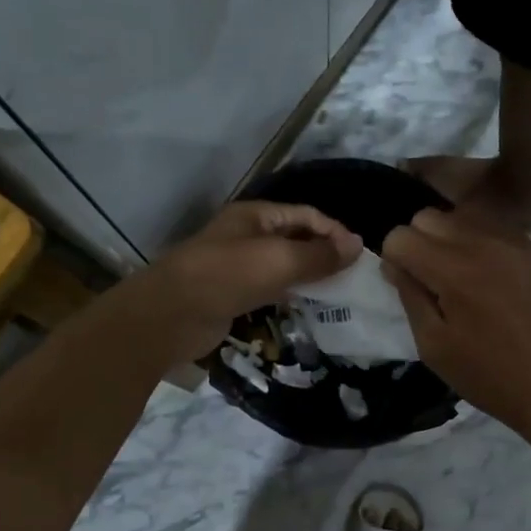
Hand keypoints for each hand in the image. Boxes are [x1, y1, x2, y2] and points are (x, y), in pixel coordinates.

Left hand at [136, 201, 361, 362]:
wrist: (171, 315)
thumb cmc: (227, 276)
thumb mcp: (279, 260)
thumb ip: (320, 255)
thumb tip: (357, 245)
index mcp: (256, 215)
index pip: (306, 215)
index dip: (334, 231)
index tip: (359, 256)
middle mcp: (247, 235)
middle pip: (295, 238)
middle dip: (324, 254)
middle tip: (353, 278)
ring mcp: (238, 266)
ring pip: (283, 266)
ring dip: (309, 277)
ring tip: (339, 294)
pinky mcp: (233, 294)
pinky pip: (270, 289)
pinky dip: (291, 295)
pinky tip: (309, 308)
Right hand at [381, 209, 530, 437]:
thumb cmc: (486, 374)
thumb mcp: (433, 345)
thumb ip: (409, 295)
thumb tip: (395, 263)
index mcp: (453, 269)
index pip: (401, 236)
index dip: (394, 260)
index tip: (405, 285)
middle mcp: (483, 242)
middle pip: (428, 216)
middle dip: (418, 243)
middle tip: (430, 280)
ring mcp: (514, 242)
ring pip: (462, 216)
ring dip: (449, 239)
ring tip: (460, 276)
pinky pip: (494, 228)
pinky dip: (481, 243)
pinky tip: (490, 277)